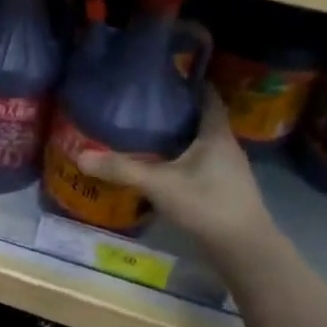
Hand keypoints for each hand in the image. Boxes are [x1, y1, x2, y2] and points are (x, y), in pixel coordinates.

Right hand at [79, 88, 281, 267]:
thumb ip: (121, 169)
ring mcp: (228, 170)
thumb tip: (81, 155)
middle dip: (176, 108)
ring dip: (179, 134)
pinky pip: (200, 162)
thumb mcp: (160, 184)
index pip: (207, 96)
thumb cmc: (208, 205)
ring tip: (146, 129)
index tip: (165, 74)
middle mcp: (226, 146)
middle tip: (144, 101)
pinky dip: (182, 157)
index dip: (190, 82)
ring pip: (201, 141)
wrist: (246, 252)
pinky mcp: (224, 189)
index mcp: (216, 134)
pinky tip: (160, 164)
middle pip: (202, 118)